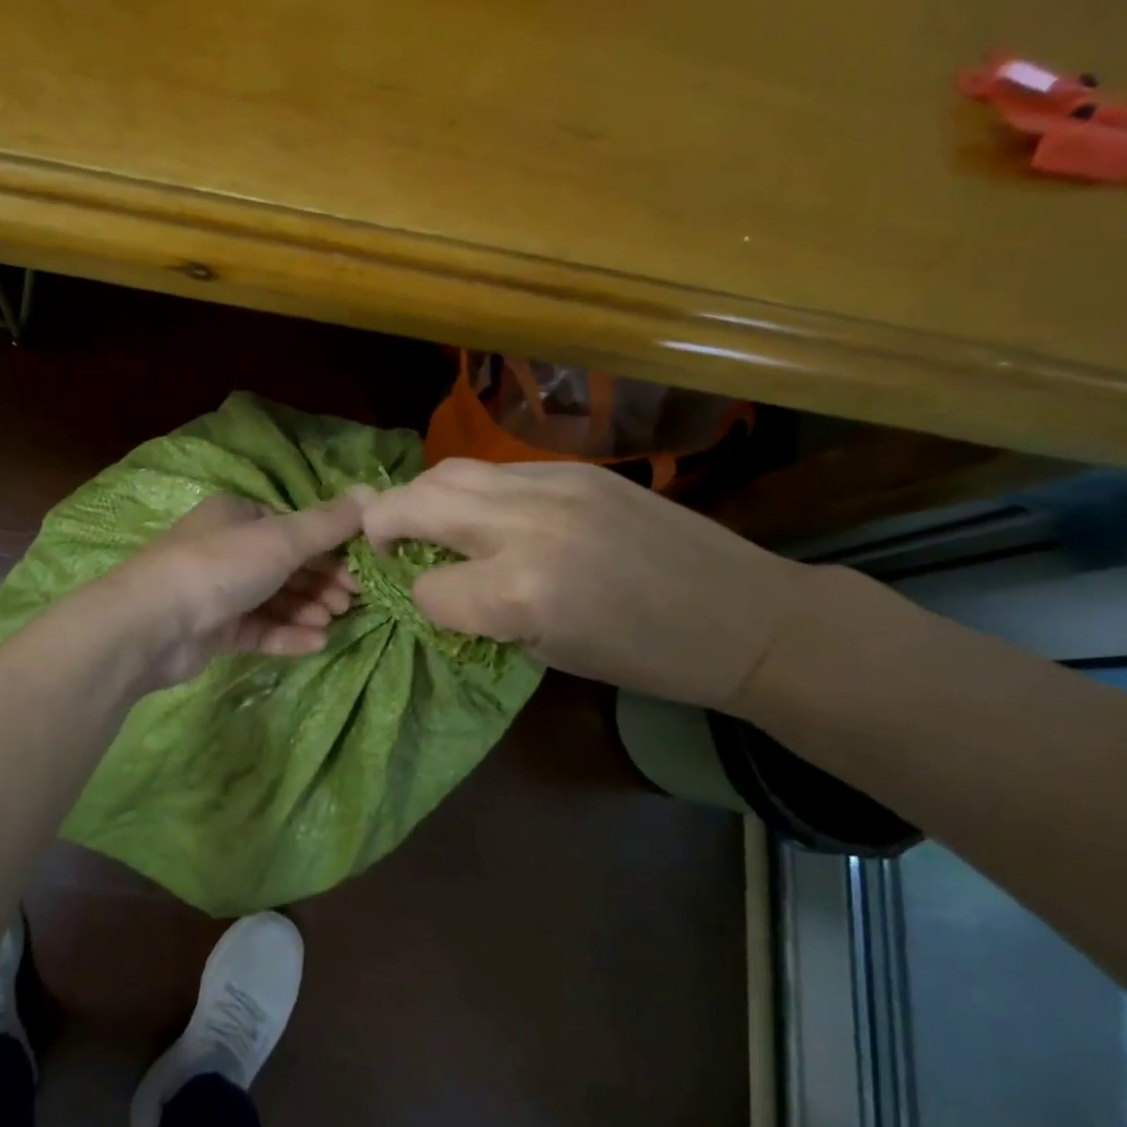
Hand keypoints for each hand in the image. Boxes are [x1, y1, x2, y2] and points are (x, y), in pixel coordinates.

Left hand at [106, 489, 371, 687]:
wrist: (152, 624)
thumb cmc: (220, 567)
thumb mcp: (281, 539)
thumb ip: (328, 523)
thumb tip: (373, 493)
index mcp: (238, 515)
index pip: (293, 528)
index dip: (329, 548)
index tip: (359, 570)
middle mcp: (227, 549)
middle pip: (286, 565)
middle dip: (322, 582)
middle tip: (351, 602)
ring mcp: (218, 592)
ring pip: (274, 598)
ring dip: (307, 608)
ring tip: (333, 622)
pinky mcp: (213, 630)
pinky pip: (259, 629)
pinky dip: (287, 634)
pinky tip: (316, 644)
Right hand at [362, 459, 813, 710]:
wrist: (742, 614)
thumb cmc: (646, 657)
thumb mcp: (548, 652)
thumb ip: (483, 613)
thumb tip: (437, 584)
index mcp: (518, 592)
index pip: (427, 588)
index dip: (422, 602)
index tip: (434, 606)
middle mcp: (524, 526)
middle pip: (416, 503)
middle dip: (384, 524)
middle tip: (384, 543)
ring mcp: (551, 485)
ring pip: (448, 472)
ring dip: (421, 497)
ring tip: (423, 520)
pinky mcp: (573, 468)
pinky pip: (496, 471)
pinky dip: (473, 492)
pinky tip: (485, 512)